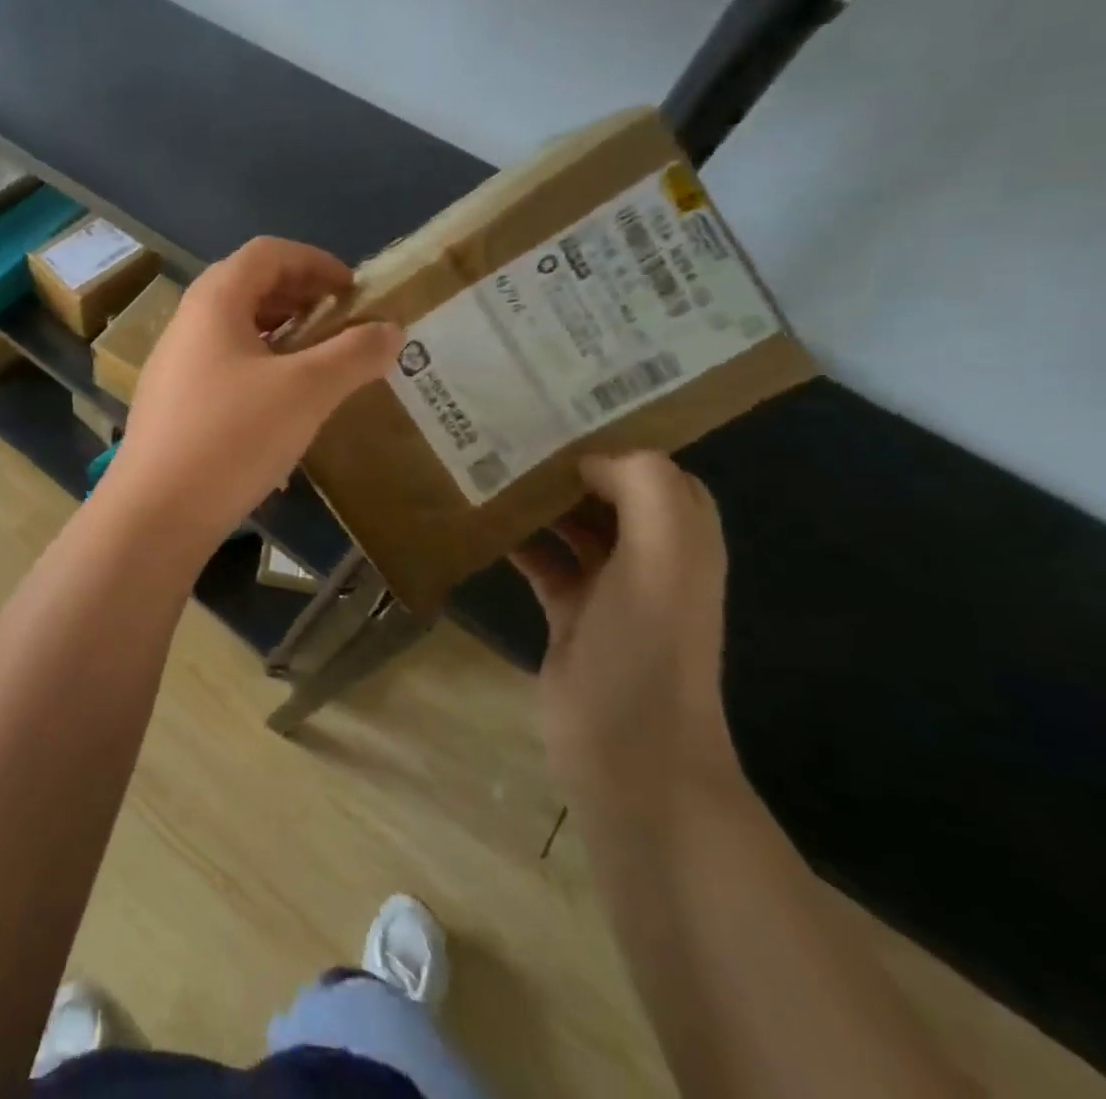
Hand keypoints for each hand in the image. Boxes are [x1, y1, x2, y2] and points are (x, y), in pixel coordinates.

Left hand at [103, 237, 401, 554]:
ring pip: (234, 330)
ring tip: (318, 363)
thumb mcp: (306, 391)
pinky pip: (222, 367)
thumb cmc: (233, 436)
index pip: (267, 253)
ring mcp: (173, 365)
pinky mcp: (171, 404)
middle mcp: (187, 323)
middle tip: (340, 325)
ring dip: (280, 336)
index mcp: (214, 301)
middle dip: (300, 297)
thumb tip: (390, 330)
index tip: (353, 291)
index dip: (315, 261)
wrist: (156, 512)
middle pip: (248, 287)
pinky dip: (259, 368)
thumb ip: (354, 354)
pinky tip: (281, 406)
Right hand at [510, 452, 739, 811]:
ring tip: (488, 467)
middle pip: (611, 492)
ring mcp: (610, 588)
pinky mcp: (571, 613)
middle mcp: (652, 557)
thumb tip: (590, 458)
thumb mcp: (663, 561)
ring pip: (573, 523)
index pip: (656, 469)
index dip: (616, 438)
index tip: (557, 413)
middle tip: (511, 432)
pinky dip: (519, 540)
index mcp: (684, 540)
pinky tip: (482, 524)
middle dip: (569, 462)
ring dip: (540, 498)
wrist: (628, 753)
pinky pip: (544, 560)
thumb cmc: (645, 650)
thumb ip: (646, 491)